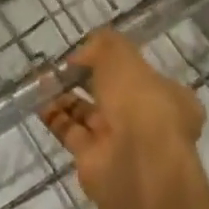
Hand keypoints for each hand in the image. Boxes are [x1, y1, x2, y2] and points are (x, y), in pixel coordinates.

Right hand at [40, 30, 205, 208]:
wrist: (135, 164)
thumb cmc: (139, 101)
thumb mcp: (121, 56)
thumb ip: (103, 45)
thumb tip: (84, 53)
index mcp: (170, 98)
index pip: (145, 77)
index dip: (119, 64)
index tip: (93, 53)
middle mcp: (148, 123)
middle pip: (113, 96)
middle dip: (87, 80)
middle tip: (63, 65)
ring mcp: (121, 144)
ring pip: (89, 114)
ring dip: (66, 96)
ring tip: (44, 78)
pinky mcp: (94, 160)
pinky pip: (70, 132)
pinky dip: (54, 116)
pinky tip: (38, 99)